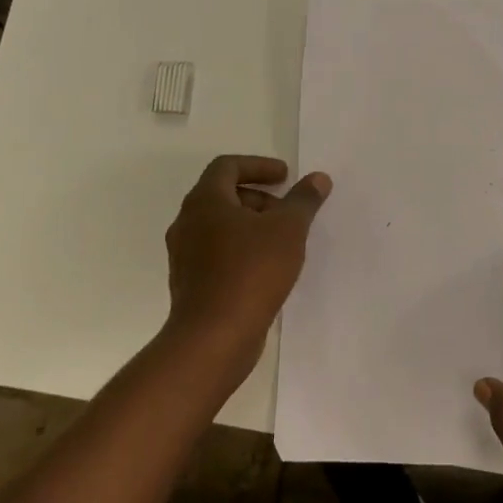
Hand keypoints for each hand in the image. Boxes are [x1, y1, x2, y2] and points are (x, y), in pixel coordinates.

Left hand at [163, 155, 330, 378]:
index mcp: (205, 201)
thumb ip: (303, 200)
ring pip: (219, 226)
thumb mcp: (288, 229)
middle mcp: (187, 223)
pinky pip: (217, 253)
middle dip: (259, 198)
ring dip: (251, 225)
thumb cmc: (251, 271)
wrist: (213, 337)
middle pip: (222, 195)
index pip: (227, 166)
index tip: (285, 177)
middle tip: (287, 211)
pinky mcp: (190, 283)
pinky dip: (241, 249)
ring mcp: (185, 256)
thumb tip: (318, 178)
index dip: (258, 166)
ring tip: (283, 241)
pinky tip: (267, 268)